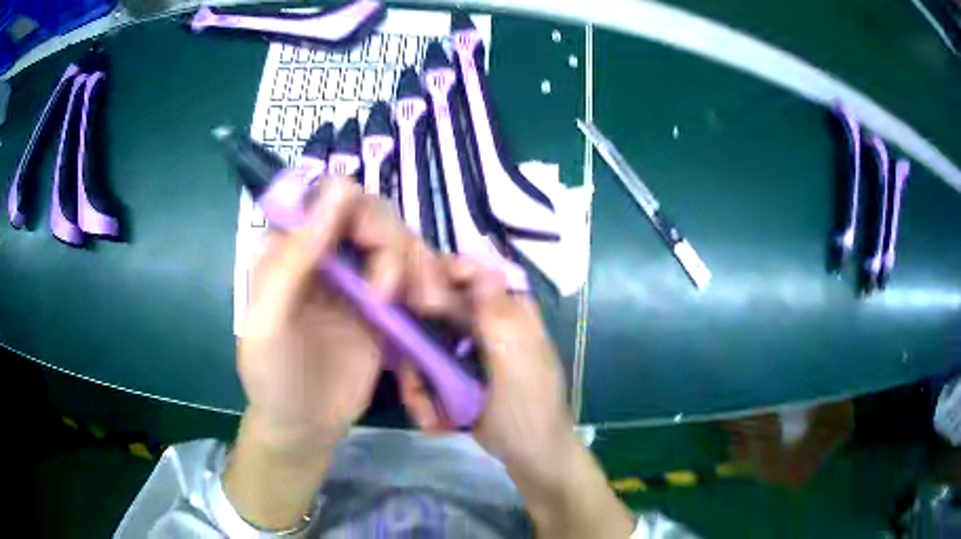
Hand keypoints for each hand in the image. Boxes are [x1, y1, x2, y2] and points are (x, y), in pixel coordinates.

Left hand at [226, 178, 454, 529]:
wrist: (305, 426)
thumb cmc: (275, 378)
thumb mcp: (271, 323)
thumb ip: (295, 257)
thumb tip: (341, 186)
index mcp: (287, 245)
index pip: (326, 196)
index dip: (355, 210)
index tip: (370, 248)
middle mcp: (322, 249)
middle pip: (370, 212)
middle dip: (390, 244)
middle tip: (392, 294)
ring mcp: (354, 274)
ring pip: (397, 238)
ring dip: (415, 263)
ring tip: (424, 304)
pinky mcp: (381, 299)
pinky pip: (411, 270)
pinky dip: (427, 279)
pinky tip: (430, 305)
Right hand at [396, 258, 574, 468]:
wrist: (531, 457)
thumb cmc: (529, 411)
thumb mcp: (516, 365)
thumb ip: (497, 317)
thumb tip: (480, 266)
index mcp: (510, 312)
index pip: (472, 273)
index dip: (440, 275)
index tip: (414, 297)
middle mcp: (486, 323)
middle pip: (438, 308)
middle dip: (418, 343)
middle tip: (413, 380)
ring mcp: (469, 349)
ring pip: (425, 342)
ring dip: (418, 378)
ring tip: (425, 412)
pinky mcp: (456, 372)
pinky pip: (427, 369)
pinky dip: (423, 392)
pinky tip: (432, 419)